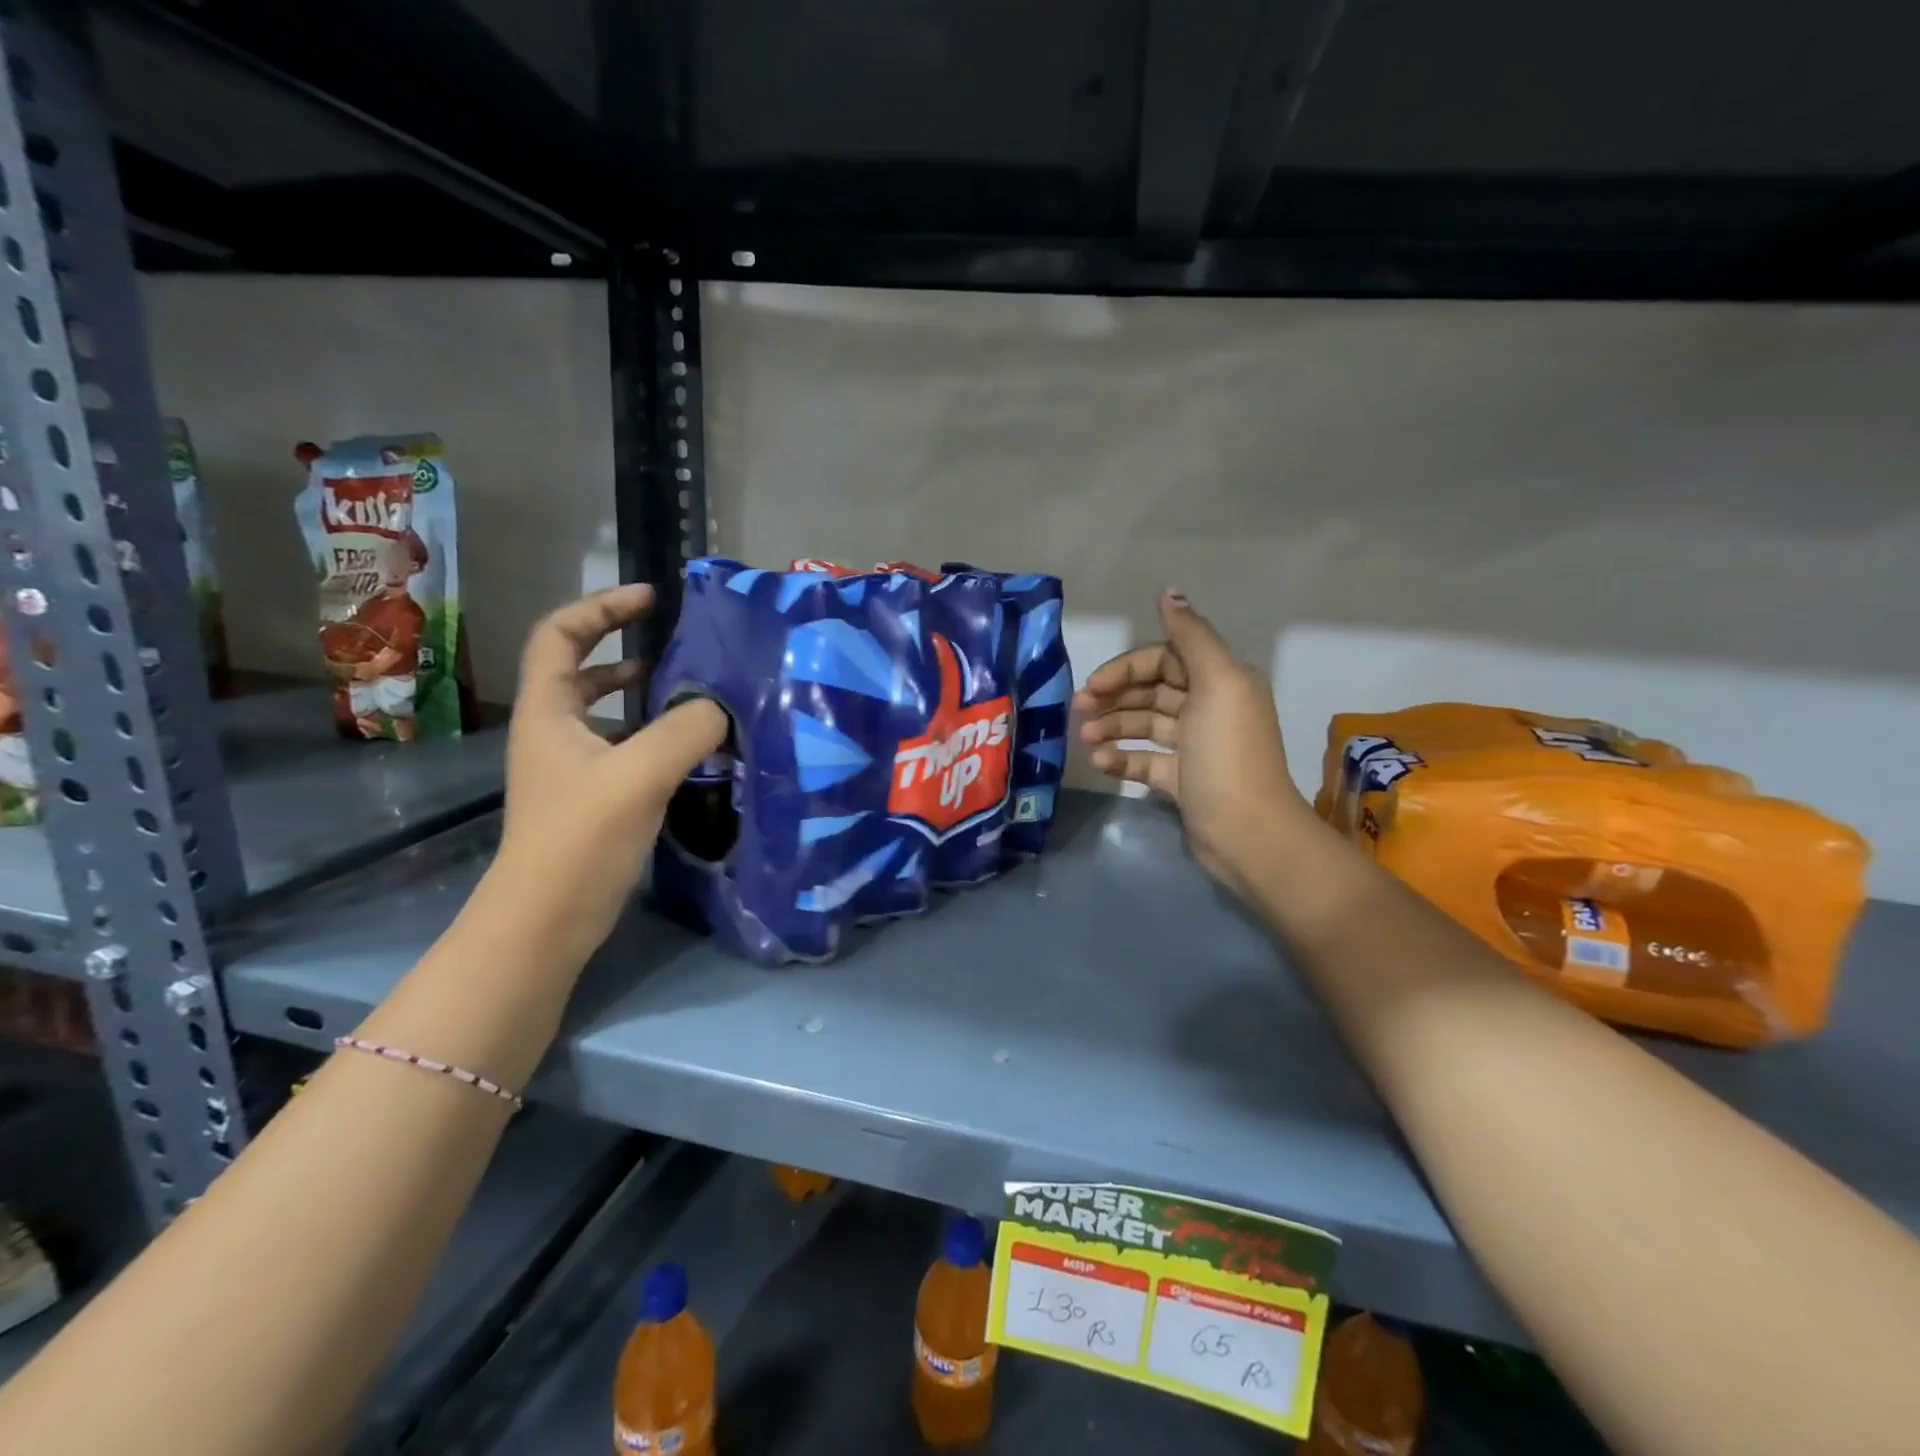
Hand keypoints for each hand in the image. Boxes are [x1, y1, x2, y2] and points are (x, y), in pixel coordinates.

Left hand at [492, 585, 725, 950]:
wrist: (547, 920)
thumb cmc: (581, 837)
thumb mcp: (639, 774)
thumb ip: (687, 730)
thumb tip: (723, 705)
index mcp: (548, 710)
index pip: (560, 634)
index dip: (602, 607)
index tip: (650, 599)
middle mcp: (554, 731)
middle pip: (579, 667)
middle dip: (623, 645)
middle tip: (676, 640)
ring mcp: (570, 766)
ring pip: (603, 709)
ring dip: (641, 691)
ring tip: (689, 687)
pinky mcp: (591, 796)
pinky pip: (623, 745)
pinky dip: (653, 733)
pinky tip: (691, 746)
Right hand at [1075, 590, 1303, 894]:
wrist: (1247, 832)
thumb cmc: (1228, 753)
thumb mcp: (1217, 684)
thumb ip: (1191, 636)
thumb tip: (1169, 592)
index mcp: (1221, 681)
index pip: (1164, 660)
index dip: (1127, 668)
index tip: (1094, 685)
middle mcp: (1209, 708)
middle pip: (1152, 691)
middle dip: (1114, 697)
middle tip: (1078, 709)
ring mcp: (1195, 747)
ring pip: (1145, 726)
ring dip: (1113, 728)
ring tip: (1085, 740)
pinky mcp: (1182, 781)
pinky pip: (1145, 761)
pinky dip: (1122, 759)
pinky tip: (1100, 763)